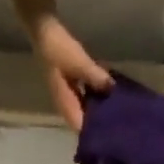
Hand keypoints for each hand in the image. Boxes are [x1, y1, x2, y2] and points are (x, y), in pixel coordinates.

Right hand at [30, 15, 112, 130]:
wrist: (44, 29)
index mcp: (65, 103)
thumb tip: (113, 89)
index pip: (80, 127)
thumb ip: (96, 77)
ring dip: (98, 109)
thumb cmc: (59, 49)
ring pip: (85, 108)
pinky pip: (86, 95)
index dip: (93, 133)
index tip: (111, 133)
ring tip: (118, 109)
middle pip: (83, 120)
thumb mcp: (79, 63)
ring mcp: (68, 93)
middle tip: (119, 122)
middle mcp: (66, 102)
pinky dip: (96, 95)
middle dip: (98, 122)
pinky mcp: (71, 83)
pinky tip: (109, 92)